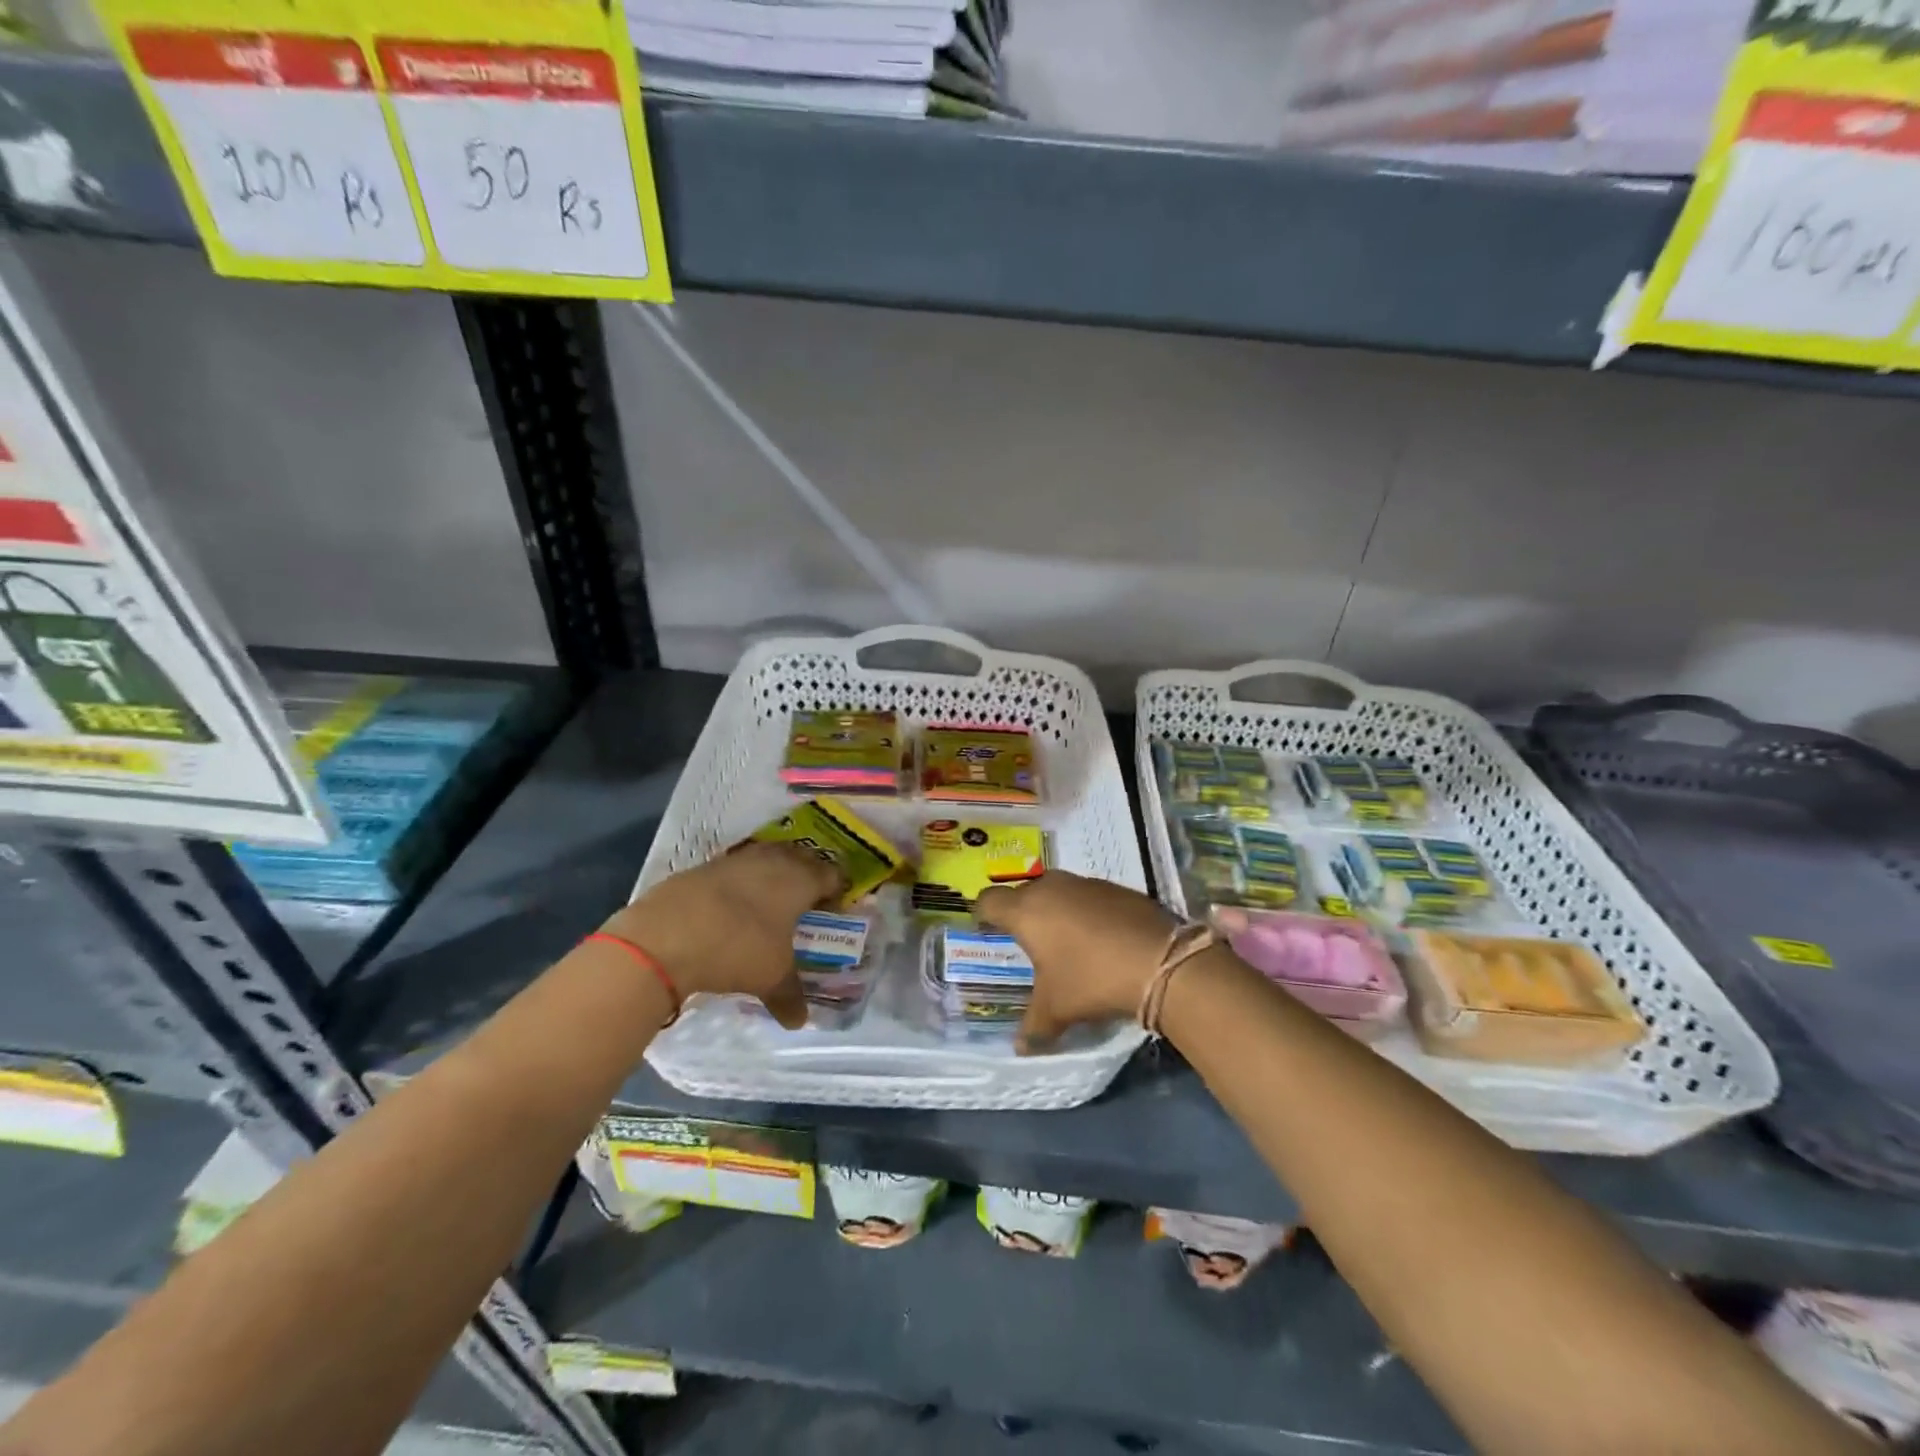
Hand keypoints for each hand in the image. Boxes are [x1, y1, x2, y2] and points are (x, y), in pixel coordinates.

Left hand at [604, 842, 842, 1028]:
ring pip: (767, 859)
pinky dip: (740, 883)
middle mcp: (774, 861)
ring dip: (772, 876)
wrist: (667, 934)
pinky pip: (735, 869)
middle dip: (806, 876)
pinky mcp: (705, 866)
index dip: (835, 890)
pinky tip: (732, 908)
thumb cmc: (738, 948)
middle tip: (804, 903)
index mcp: (800, 880)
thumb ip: (790, 996)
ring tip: (769, 903)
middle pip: (801, 859)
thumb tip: (799, 1021)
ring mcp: (737, 860)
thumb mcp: (771, 977)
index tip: (833, 909)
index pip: (831, 875)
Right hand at [976, 871, 1175, 1050]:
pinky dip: (1086, 912)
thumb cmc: (1092, 979)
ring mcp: (1086, 883)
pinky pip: (1088, 896)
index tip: (986, 930)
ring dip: (1056, 911)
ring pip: (1058, 891)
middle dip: (1023, 913)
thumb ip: (1034, 1027)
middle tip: (1028, 941)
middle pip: (1024, 893)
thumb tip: (1020, 1049)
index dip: (983, 914)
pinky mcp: (1117, 887)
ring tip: (1065, 941)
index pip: (988, 900)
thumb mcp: (1057, 1009)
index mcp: (1026, 911)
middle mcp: (1051, 888)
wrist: (1160, 960)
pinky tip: (1100, 939)